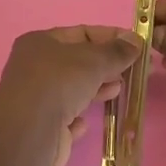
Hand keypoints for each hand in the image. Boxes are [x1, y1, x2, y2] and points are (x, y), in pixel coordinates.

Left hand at [0, 25, 141, 165]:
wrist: (29, 132)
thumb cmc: (59, 83)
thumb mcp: (93, 60)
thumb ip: (116, 51)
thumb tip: (136, 40)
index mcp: (40, 43)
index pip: (81, 33)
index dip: (110, 37)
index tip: (136, 45)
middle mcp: (35, 68)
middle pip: (78, 62)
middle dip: (105, 65)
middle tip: (132, 71)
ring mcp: (37, 99)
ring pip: (73, 90)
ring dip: (97, 89)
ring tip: (119, 90)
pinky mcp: (42, 127)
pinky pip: (65, 118)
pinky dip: (78, 118)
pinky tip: (85, 122)